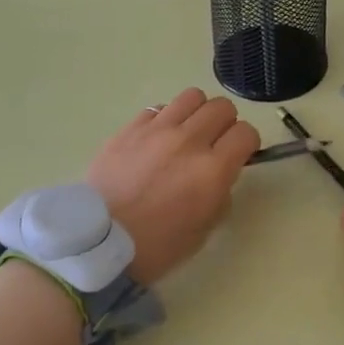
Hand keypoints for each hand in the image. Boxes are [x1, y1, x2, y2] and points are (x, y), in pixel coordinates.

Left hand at [86, 88, 258, 283]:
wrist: (96, 244)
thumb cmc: (155, 247)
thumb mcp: (202, 231)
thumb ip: (220, 194)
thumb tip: (221, 173)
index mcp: (212, 170)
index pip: (246, 133)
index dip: (247, 143)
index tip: (239, 154)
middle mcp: (189, 141)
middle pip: (222, 107)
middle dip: (225, 123)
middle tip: (215, 142)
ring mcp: (158, 129)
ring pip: (193, 97)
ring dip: (197, 112)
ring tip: (188, 131)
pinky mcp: (131, 127)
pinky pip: (159, 108)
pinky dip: (166, 119)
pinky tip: (157, 139)